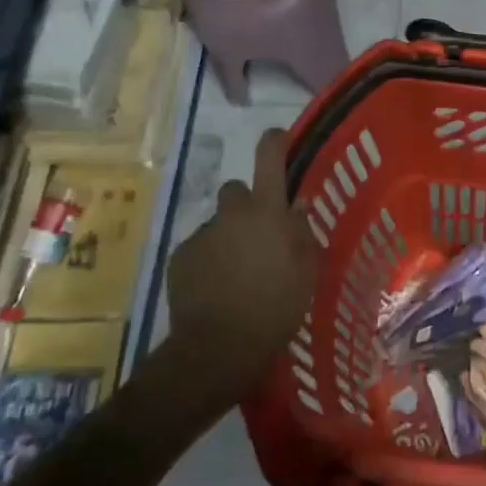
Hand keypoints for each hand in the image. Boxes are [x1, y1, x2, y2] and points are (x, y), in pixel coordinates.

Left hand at [162, 129, 319, 407]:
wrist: (218, 347)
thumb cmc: (276, 307)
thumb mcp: (306, 271)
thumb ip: (302, 233)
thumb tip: (296, 206)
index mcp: (267, 212)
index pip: (269, 157)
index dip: (275, 141)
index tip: (279, 138)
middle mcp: (232, 214)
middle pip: (236, 190)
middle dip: (246, 205)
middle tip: (258, 234)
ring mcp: (202, 234)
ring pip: (218, 223)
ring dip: (228, 236)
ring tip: (237, 271)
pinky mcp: (180, 257)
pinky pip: (200, 248)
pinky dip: (209, 260)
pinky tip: (216, 287)